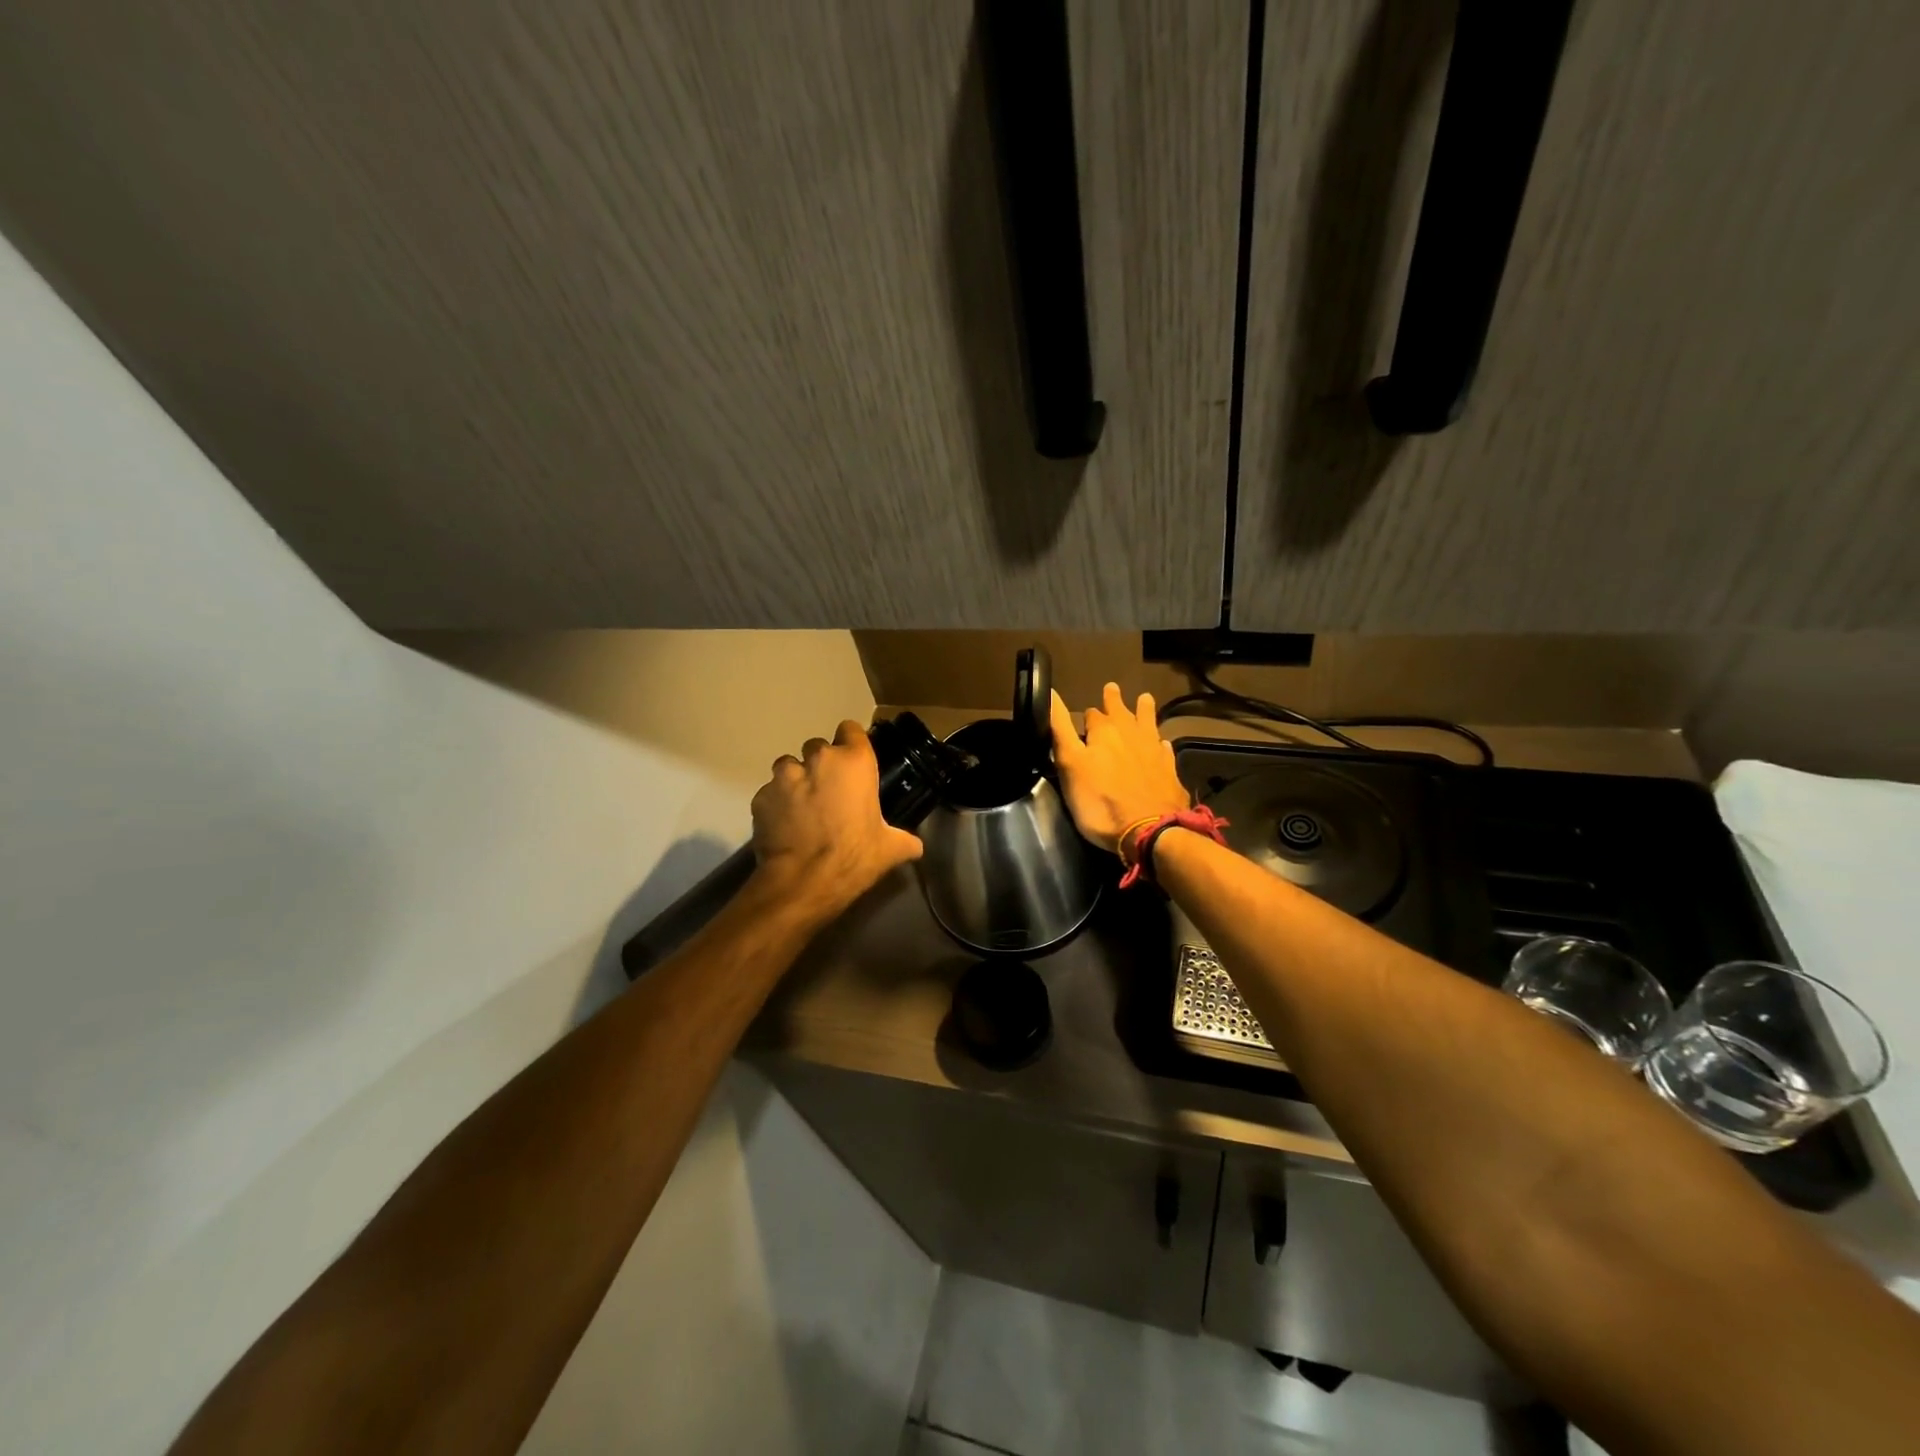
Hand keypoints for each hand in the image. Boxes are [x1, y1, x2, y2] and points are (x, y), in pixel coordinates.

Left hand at [750, 720, 923, 918]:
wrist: (803, 883)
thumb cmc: (854, 857)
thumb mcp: (890, 849)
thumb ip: (906, 840)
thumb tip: (916, 845)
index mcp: (854, 762)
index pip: (851, 729)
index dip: (851, 744)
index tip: (853, 763)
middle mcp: (819, 759)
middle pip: (818, 747)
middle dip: (822, 765)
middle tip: (829, 793)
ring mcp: (785, 776)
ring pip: (789, 766)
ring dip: (796, 781)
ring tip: (802, 808)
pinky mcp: (760, 796)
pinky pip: (770, 793)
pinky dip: (776, 804)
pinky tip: (784, 826)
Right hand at [1050, 685, 1190, 854]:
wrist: (1149, 829)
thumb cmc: (1100, 800)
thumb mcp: (1069, 764)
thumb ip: (1060, 728)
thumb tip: (1051, 692)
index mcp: (1104, 731)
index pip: (1091, 714)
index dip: (1087, 715)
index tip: (1084, 715)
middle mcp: (1131, 733)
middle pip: (1122, 711)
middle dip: (1115, 701)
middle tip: (1112, 688)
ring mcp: (1153, 750)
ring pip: (1148, 722)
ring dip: (1144, 710)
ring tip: (1145, 698)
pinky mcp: (1169, 770)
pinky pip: (1164, 749)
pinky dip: (1160, 743)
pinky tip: (1161, 744)